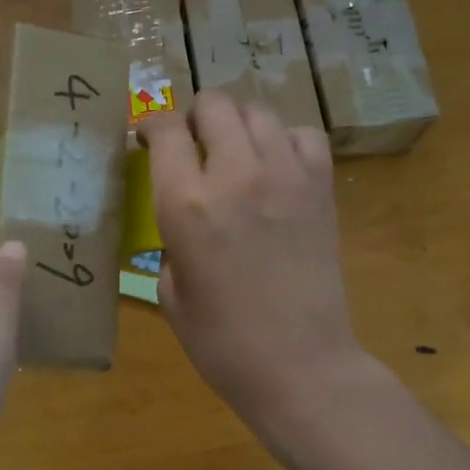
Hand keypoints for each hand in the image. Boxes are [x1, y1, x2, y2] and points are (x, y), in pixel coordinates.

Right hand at [141, 91, 366, 434]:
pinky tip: (277, 168)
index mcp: (186, 205)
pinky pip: (303, 135)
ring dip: (239, 126)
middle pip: (214, 104)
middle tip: (193, 146)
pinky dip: (285, 141)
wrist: (300, 365)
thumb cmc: (223, 343)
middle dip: (195, 118)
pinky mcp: (320, 188)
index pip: (165, 129)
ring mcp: (285, 176)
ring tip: (236, 154)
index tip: (149, 141)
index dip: (152, 127)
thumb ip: (171, 239)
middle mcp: (235, 175)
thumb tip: (180, 214)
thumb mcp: (170, 292)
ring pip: (258, 111)